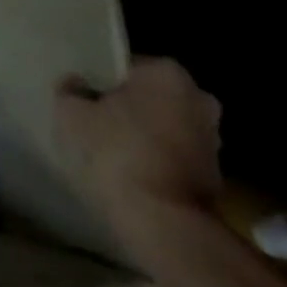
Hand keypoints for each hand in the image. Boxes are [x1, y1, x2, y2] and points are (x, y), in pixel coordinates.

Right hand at [55, 56, 222, 249]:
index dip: (102, 81)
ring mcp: (212, 137)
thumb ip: (70, 90)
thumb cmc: (116, 152)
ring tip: (113, 151)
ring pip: (166, 125)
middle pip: (150, 95)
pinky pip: (175, 154)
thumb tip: (75, 83)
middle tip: (97, 122)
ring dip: (146, 134)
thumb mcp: (71, 114)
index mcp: (166, 72)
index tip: (85, 99)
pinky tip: (132, 172)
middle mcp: (199, 97)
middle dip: (129, 106)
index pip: (126, 66)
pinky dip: (157, 159)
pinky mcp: (216, 174)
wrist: (162, 220)